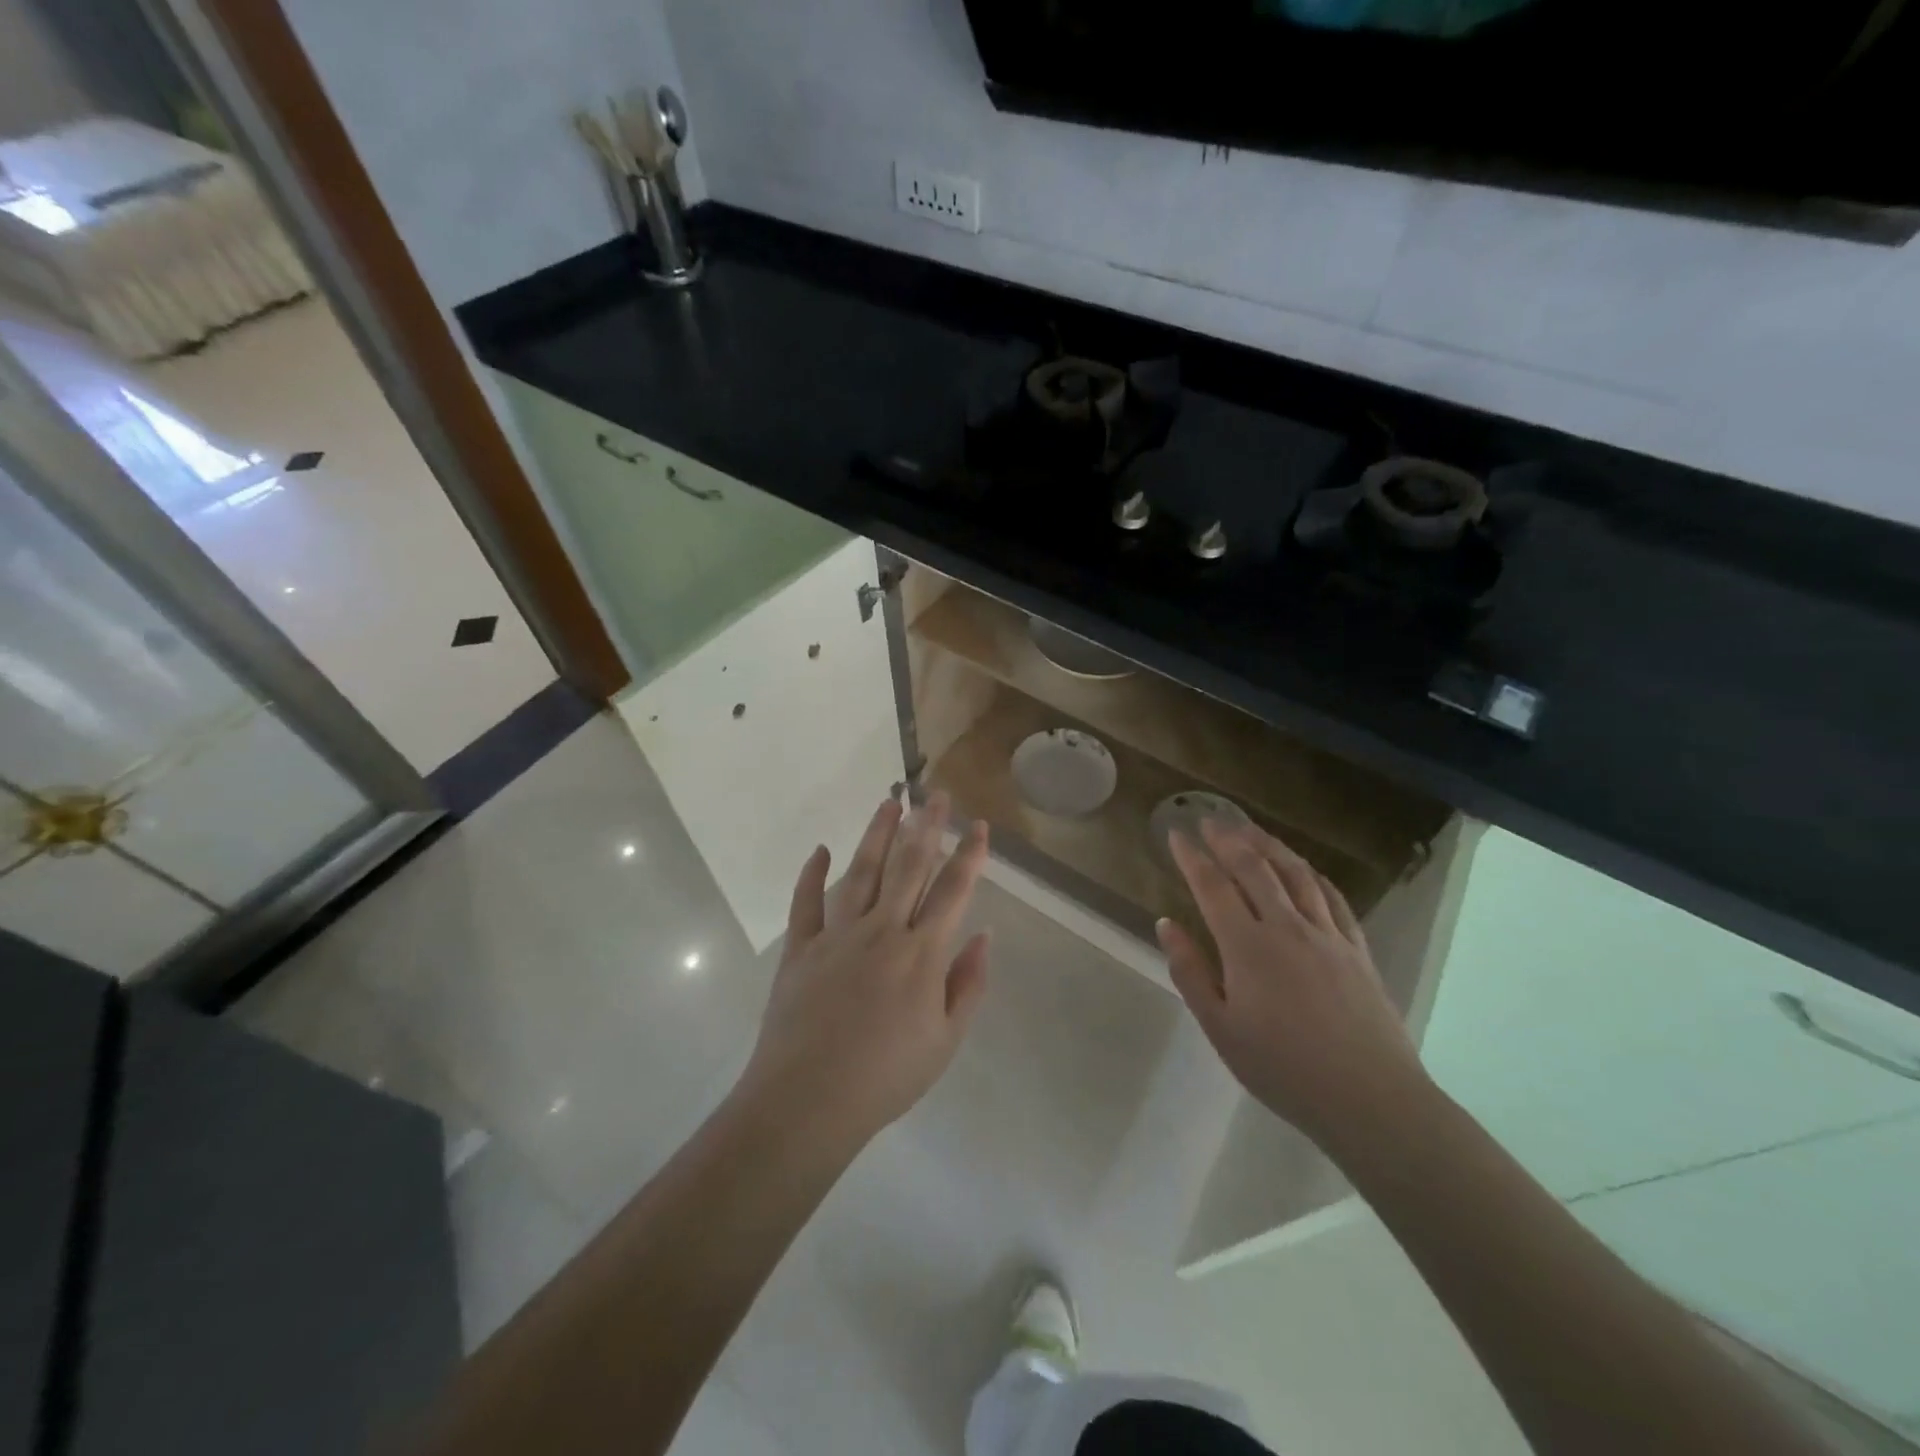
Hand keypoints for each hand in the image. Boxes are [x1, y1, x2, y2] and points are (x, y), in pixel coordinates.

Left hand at [738, 792, 991, 1150]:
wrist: (808, 1102)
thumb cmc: (886, 1078)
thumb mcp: (945, 1042)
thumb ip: (968, 984)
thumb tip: (983, 935)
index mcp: (921, 953)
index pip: (952, 891)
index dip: (969, 855)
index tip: (979, 826)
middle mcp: (881, 931)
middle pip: (909, 867)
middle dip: (927, 827)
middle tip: (937, 795)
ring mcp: (837, 935)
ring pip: (861, 873)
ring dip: (877, 835)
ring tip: (890, 803)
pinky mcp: (800, 948)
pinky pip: (805, 903)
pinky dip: (811, 875)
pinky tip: (820, 850)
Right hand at [1158, 819, 1431, 1150]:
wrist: (1371, 1099)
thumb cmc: (1283, 1069)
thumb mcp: (1220, 1029)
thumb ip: (1190, 972)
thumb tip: (1166, 924)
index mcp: (1247, 946)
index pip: (1212, 886)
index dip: (1192, 857)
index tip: (1177, 834)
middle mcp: (1286, 927)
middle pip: (1254, 868)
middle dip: (1228, 839)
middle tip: (1210, 819)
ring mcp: (1327, 934)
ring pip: (1295, 873)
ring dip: (1269, 845)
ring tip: (1250, 829)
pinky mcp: (1356, 948)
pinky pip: (1332, 897)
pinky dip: (1312, 874)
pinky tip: (1304, 868)